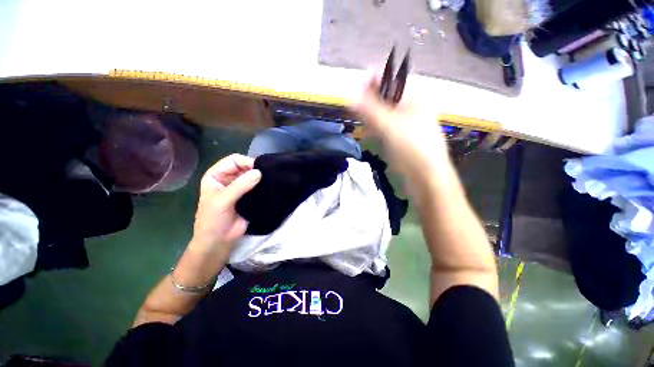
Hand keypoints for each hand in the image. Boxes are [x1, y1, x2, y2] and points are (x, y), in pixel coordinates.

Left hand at [190, 154, 261, 254]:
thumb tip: (259, 172)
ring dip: (261, 177)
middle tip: (269, 174)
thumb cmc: (213, 220)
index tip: (260, 169)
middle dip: (255, 169)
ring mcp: (240, 187)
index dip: (246, 162)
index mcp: (217, 175)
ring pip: (253, 176)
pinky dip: (264, 185)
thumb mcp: (223, 201)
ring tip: (272, 179)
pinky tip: (271, 186)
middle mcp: (229, 178)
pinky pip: (258, 186)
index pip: (234, 160)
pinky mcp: (250, 196)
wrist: (219, 241)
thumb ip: (240, 186)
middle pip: (245, 166)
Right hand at [351, 77, 450, 184]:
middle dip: (371, 98)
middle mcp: (412, 106)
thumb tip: (350, 95)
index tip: (357, 85)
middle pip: (388, 95)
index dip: (376, 77)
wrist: (425, 176)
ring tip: (360, 119)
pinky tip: (368, 132)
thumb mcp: (389, 126)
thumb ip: (369, 110)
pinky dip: (375, 127)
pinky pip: (384, 126)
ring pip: (384, 111)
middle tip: (356, 104)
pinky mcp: (399, 136)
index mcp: (416, 97)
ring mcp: (406, 122)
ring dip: (371, 113)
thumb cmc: (412, 148)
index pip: (395, 77)